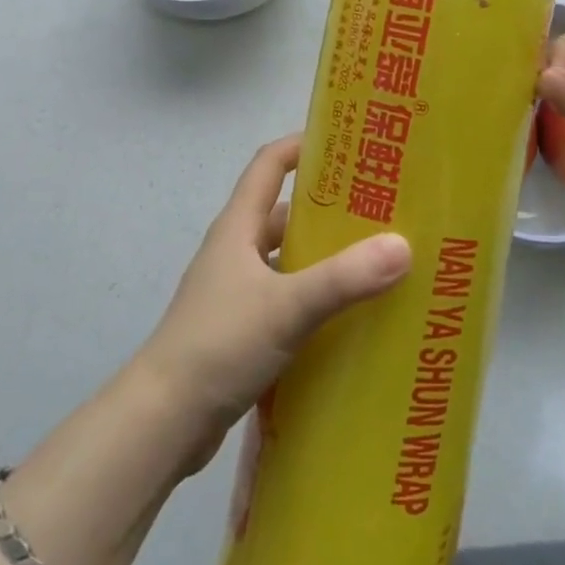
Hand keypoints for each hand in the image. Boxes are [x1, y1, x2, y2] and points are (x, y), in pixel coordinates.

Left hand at [133, 135, 410, 470]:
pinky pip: (283, 298)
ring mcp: (234, 292)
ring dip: (321, 256)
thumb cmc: (219, 345)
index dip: (303, 145)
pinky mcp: (238, 330)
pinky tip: (345, 317)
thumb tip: (403, 245)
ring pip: (285, 258)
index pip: (269, 164)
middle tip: (379, 209)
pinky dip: (312, 298)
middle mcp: (235, 251)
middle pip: (282, 211)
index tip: (348, 142)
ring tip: (373, 261)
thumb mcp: (287, 307)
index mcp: (238, 228)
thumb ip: (344, 278)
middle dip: (327, 206)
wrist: (161, 422)